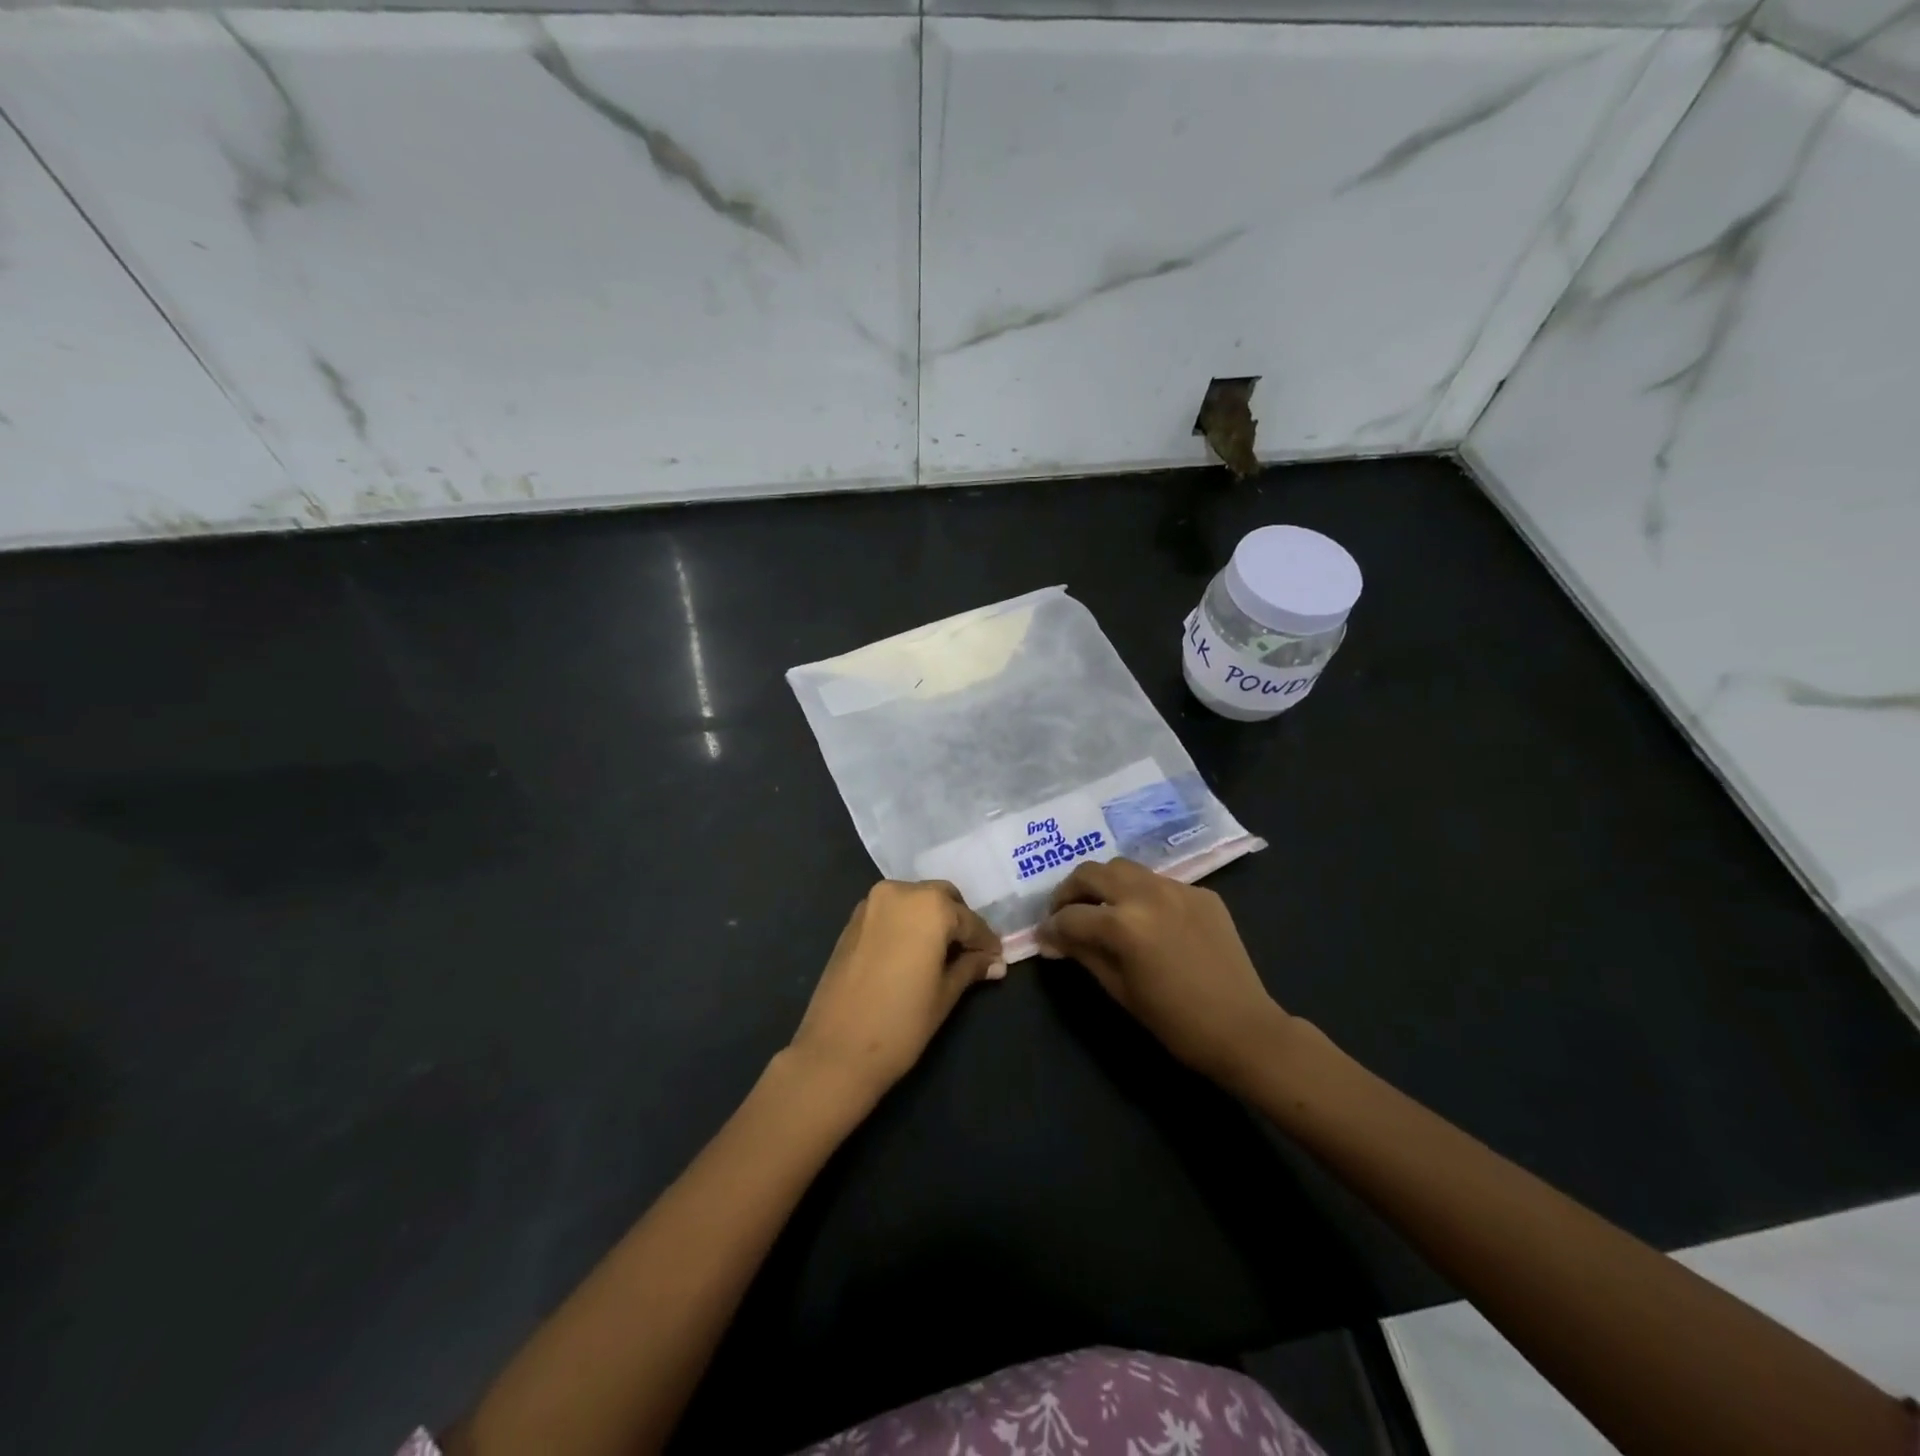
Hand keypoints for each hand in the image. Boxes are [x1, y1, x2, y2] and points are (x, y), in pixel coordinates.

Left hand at [786, 880, 1004, 1106]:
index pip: (969, 921)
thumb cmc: (901, 1023)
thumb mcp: (945, 994)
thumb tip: (996, 962)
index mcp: (929, 906)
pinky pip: (891, 911)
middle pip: (941, 898)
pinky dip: (907, 923)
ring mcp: (871, 903)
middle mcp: (900, 892)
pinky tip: (913, 952)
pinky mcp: (852, 920)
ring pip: (914, 900)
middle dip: (959, 921)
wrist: (836, 1050)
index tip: (998, 958)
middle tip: (971, 953)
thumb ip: (971, 968)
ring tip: (943, 954)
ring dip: (932, 919)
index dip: (986, 941)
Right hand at [1036, 858, 1288, 1090]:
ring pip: (1124, 867)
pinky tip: (1145, 919)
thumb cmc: (1175, 1022)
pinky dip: (1140, 893)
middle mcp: (1147, 894)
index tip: (1044, 936)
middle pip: (1091, 873)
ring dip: (1104, 883)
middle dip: (1070, 891)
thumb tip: (1053, 938)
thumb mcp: (1119, 990)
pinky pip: (1158, 882)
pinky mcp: (1200, 892)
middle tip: (1065, 913)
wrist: (1243, 1028)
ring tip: (1101, 907)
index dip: (1051, 927)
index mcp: (1124, 924)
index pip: (1071, 915)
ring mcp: (1177, 888)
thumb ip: (1083, 954)